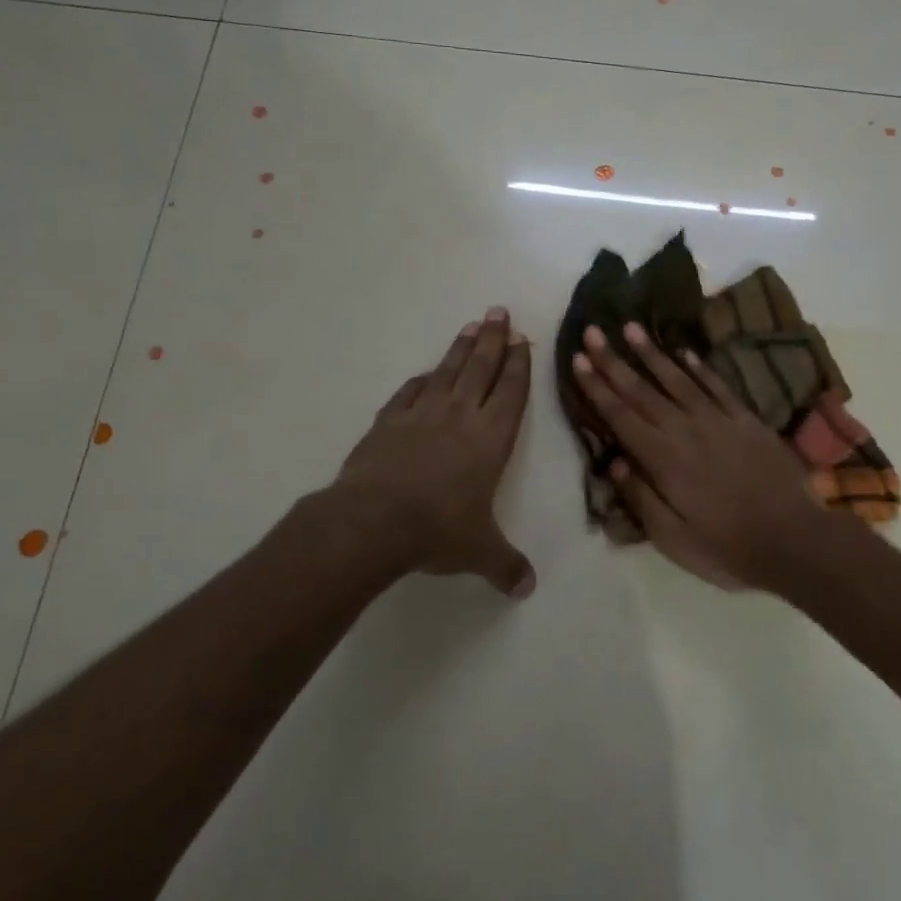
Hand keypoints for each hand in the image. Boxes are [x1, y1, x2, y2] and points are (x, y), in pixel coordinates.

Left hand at [334, 309, 535, 597]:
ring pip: (446, 371)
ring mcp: (421, 415)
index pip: (512, 392)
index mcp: (491, 438)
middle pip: (481, 368)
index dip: (519, 364)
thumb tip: (527, 589)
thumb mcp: (479, 551)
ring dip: (460, 348)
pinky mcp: (388, 422)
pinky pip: (408, 393)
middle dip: (493, 339)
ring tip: (471, 326)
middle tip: (499, 312)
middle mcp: (460, 416)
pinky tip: (423, 374)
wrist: (373, 521)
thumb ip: (505, 565)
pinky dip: (419, 380)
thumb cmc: (438, 529)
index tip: (523, 339)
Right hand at [571, 321, 826, 589]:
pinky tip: (684, 351)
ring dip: (652, 353)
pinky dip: (698, 367)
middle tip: (592, 332)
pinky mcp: (746, 420)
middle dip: (614, 361)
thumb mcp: (673, 538)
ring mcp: (719, 420)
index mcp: (663, 459)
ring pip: (677, 379)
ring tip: (631, 327)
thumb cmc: (727, 547)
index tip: (578, 360)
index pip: (621, 416)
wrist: (794, 539)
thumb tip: (613, 462)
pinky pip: (716, 386)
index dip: (597, 388)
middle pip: (642, 390)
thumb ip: (641, 497)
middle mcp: (686, 430)